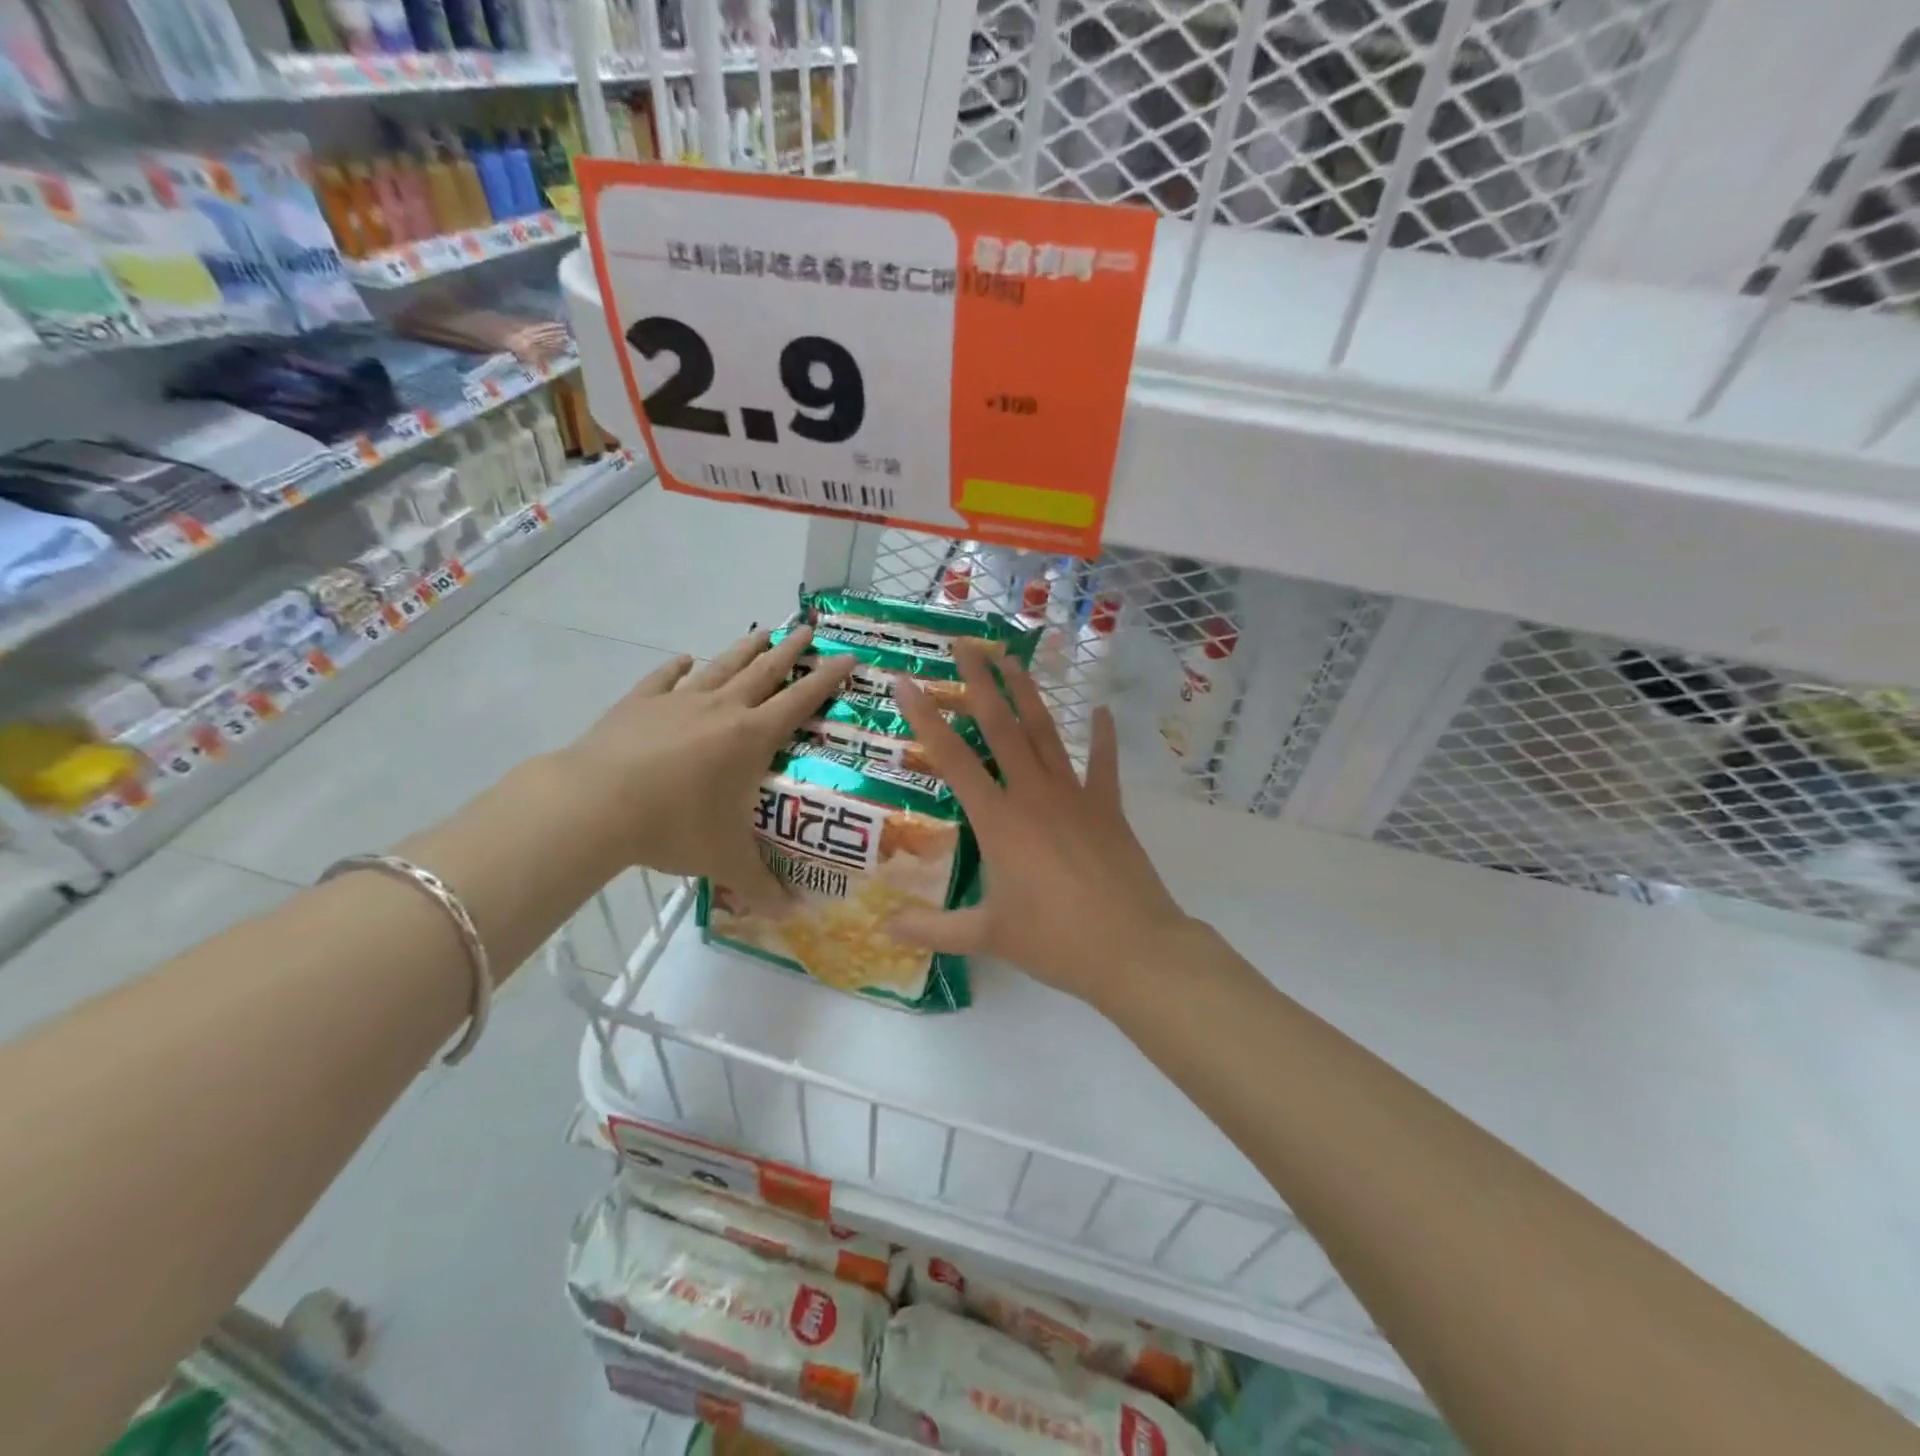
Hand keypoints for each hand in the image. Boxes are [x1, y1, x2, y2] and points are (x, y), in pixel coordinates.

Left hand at [558, 626, 852, 910]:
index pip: (801, 700)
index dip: (827, 678)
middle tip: (807, 629)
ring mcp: (678, 701)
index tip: (847, 656)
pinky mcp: (639, 703)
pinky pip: (664, 679)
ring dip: (744, 648)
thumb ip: (762, 886)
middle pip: (765, 670)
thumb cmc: (673, 827)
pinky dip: (678, 668)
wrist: (595, 804)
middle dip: (790, 650)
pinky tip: (684, 660)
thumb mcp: (724, 860)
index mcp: (751, 738)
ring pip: (721, 666)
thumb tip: (794, 916)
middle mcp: (722, 709)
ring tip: (761, 631)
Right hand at [892, 641, 1192, 1007]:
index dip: (925, 718)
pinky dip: (1104, 736)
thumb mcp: (987, 936)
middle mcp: (1033, 794)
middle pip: (1001, 727)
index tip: (905, 681)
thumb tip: (884, 928)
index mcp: (999, 820)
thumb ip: (932, 929)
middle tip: (964, 645)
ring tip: (1011, 659)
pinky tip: (1103, 711)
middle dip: (979, 682)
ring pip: (1045, 733)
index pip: (952, 758)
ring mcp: (1075, 796)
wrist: (1133, 949)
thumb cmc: (1055, 942)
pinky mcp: (1107, 808)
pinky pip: (1104, 763)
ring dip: (1027, 694)